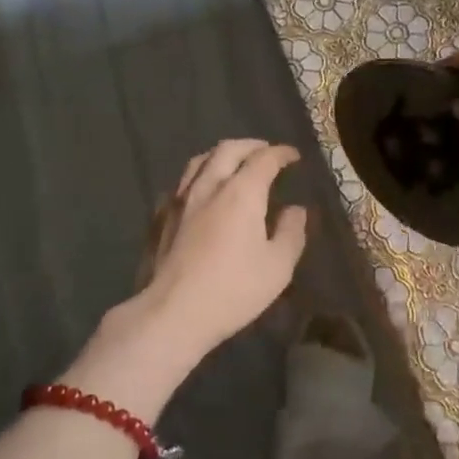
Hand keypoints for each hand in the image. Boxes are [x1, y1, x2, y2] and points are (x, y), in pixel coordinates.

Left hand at [131, 139, 309, 361]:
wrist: (172, 312)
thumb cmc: (233, 289)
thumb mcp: (278, 266)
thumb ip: (291, 232)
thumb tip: (296, 209)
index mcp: (242, 192)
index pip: (264, 158)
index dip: (281, 153)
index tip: (293, 156)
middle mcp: (209, 185)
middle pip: (228, 149)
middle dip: (251, 146)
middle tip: (266, 152)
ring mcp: (181, 199)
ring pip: (200, 160)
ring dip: (222, 155)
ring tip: (234, 163)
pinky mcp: (161, 216)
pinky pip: (182, 183)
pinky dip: (199, 176)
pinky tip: (201, 190)